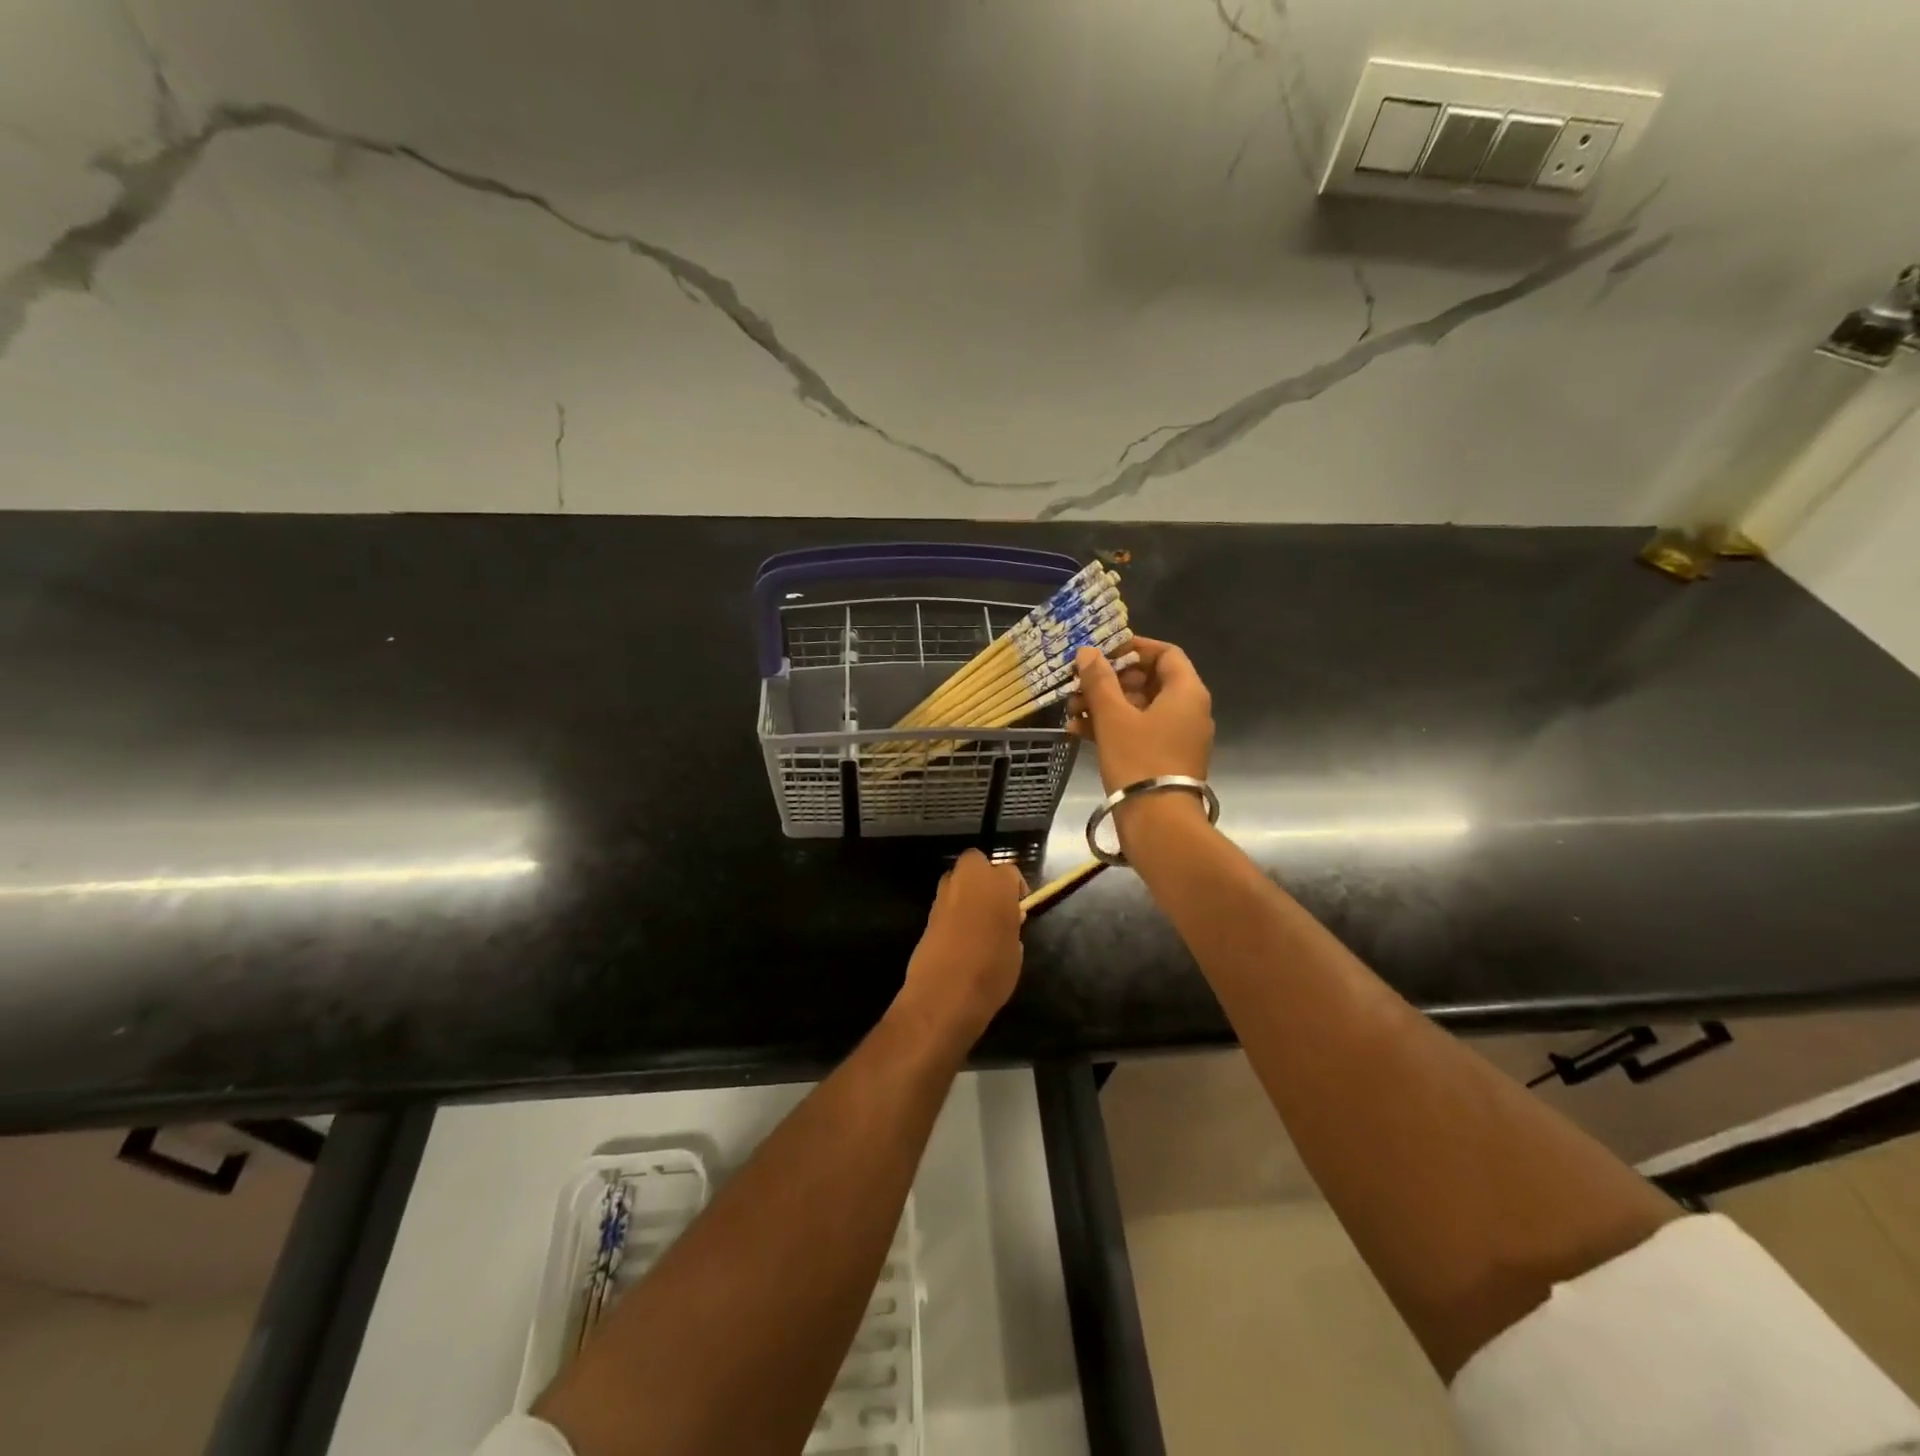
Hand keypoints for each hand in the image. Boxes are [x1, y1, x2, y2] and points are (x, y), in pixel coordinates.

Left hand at [894, 849, 1025, 1044]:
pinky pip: (945, 903)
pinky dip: (952, 912)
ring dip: (966, 892)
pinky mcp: (927, 915)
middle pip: (975, 861)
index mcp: (996, 885)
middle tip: (995, 903)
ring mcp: (943, 896)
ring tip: (976, 922)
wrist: (943, 994)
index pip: (1010, 872)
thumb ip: (1011, 928)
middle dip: (984, 875)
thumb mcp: (1015, 952)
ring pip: (956, 879)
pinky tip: (959, 937)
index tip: (1019, 909)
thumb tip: (1007, 923)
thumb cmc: (991, 972)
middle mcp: (967, 881)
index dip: (1016, 888)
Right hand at [1069, 638, 1213, 791]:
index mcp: (1186, 692)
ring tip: (1071, 709)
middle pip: (1148, 681)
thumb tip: (1088, 652)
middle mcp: (1188, 710)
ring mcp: (1178, 737)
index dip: (1133, 649)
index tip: (1102, 653)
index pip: (1165, 653)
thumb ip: (1100, 680)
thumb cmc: (1139, 760)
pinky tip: (1078, 731)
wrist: (1159, 822)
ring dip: (1104, 705)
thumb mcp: (1113, 716)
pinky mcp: (1164, 759)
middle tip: (1079, 683)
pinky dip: (1112, 727)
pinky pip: (1138, 732)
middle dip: (1109, 680)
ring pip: (1139, 708)